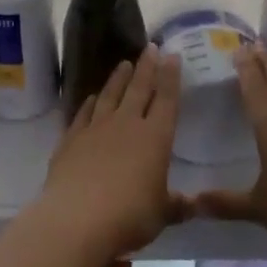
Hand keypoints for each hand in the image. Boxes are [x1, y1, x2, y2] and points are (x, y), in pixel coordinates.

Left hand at [37, 47, 183, 260]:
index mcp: (155, 138)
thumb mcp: (161, 215)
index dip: (170, 77)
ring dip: (118, 78)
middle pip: (138, 88)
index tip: (172, 55)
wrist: (77, 219)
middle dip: (146, 67)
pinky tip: (91, 97)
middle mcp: (127, 124)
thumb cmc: (129, 217)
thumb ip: (177, 205)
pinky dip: (89, 103)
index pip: (166, 99)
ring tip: (124, 64)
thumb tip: (194, 204)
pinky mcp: (71, 138)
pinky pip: (83, 113)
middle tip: (150, 47)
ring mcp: (96, 128)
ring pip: (110, 95)